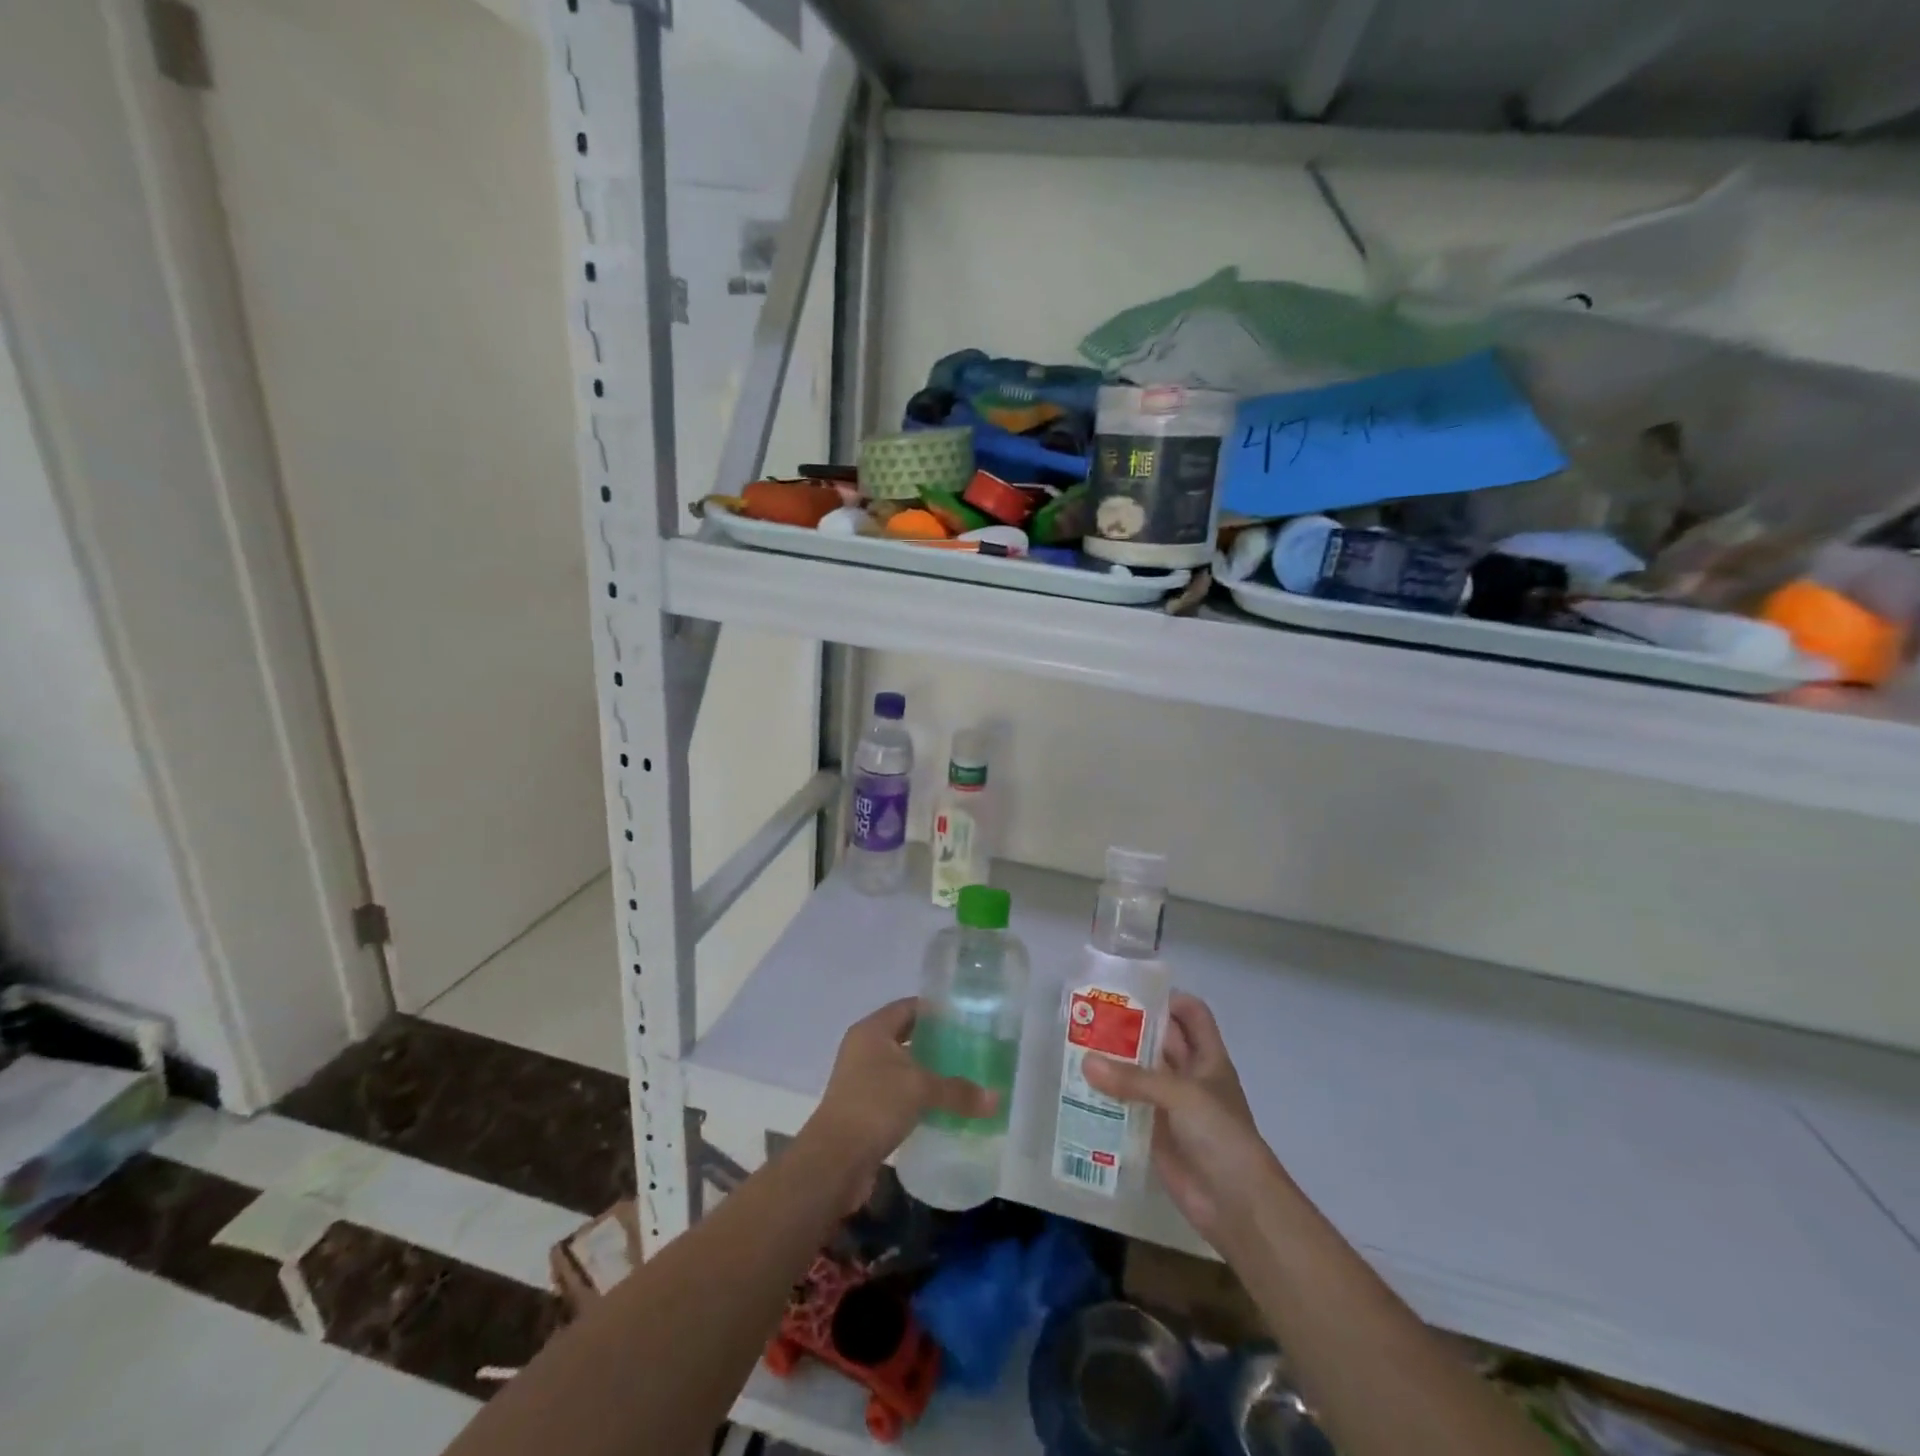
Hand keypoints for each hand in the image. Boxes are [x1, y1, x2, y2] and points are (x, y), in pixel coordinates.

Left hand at [802, 998, 996, 1180]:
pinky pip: (898, 1093)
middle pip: (906, 1036)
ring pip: (903, 1067)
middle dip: (936, 1042)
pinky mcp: (865, 1108)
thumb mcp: (921, 1090)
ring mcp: (862, 1079)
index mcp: (872, 1030)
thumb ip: (958, 1090)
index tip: (966, 1018)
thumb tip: (996, 1099)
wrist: (834, 1160)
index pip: (909, 1007)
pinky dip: (919, 1096)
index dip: (936, 1010)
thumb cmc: (875, 1106)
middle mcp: (864, 1048)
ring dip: (928, 1072)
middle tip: (970, 1048)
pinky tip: (943, 1107)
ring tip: (963, 1077)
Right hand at [1081, 993, 1281, 1247]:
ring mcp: (1172, 1106)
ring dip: (1115, 1062)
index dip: (1167, 999)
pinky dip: (1108, 1099)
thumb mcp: (1181, 1095)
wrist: (1237, 1204)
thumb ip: (1133, 1078)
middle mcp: (1189, 1076)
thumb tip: (1086, 1063)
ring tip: (1077, 1048)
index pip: (1191, 1014)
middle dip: (1129, 1028)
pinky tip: (1080, 1091)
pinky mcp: (1155, 1133)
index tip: (1130, 992)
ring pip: (1140, 1073)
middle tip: (1090, 1017)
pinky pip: (1128, 1107)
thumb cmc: (1220, 1135)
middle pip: (1159, 1041)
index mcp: (1207, 1058)